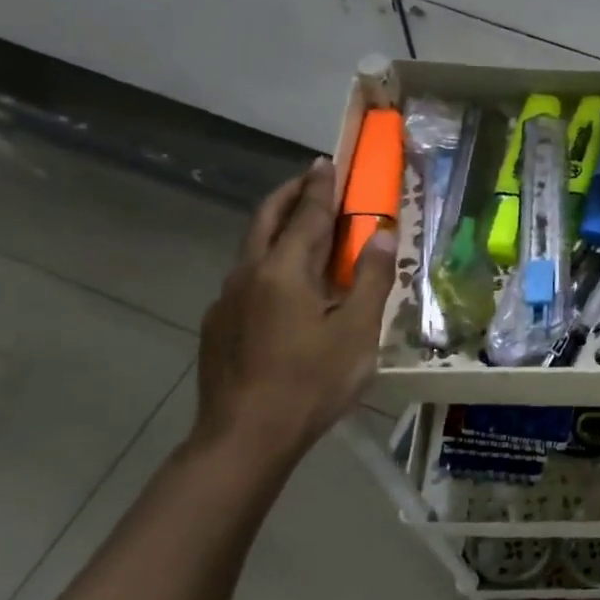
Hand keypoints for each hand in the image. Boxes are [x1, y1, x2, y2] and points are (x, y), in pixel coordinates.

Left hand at [194, 159, 397, 469]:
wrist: (244, 437)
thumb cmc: (311, 382)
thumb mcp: (357, 332)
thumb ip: (371, 279)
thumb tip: (382, 234)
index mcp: (284, 270)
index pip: (306, 215)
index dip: (321, 188)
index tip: (327, 162)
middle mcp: (249, 275)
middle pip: (266, 219)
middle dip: (289, 195)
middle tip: (310, 179)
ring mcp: (227, 301)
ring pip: (252, 249)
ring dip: (276, 227)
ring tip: (300, 227)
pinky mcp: (218, 326)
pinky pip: (246, 279)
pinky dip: (267, 262)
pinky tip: (283, 287)